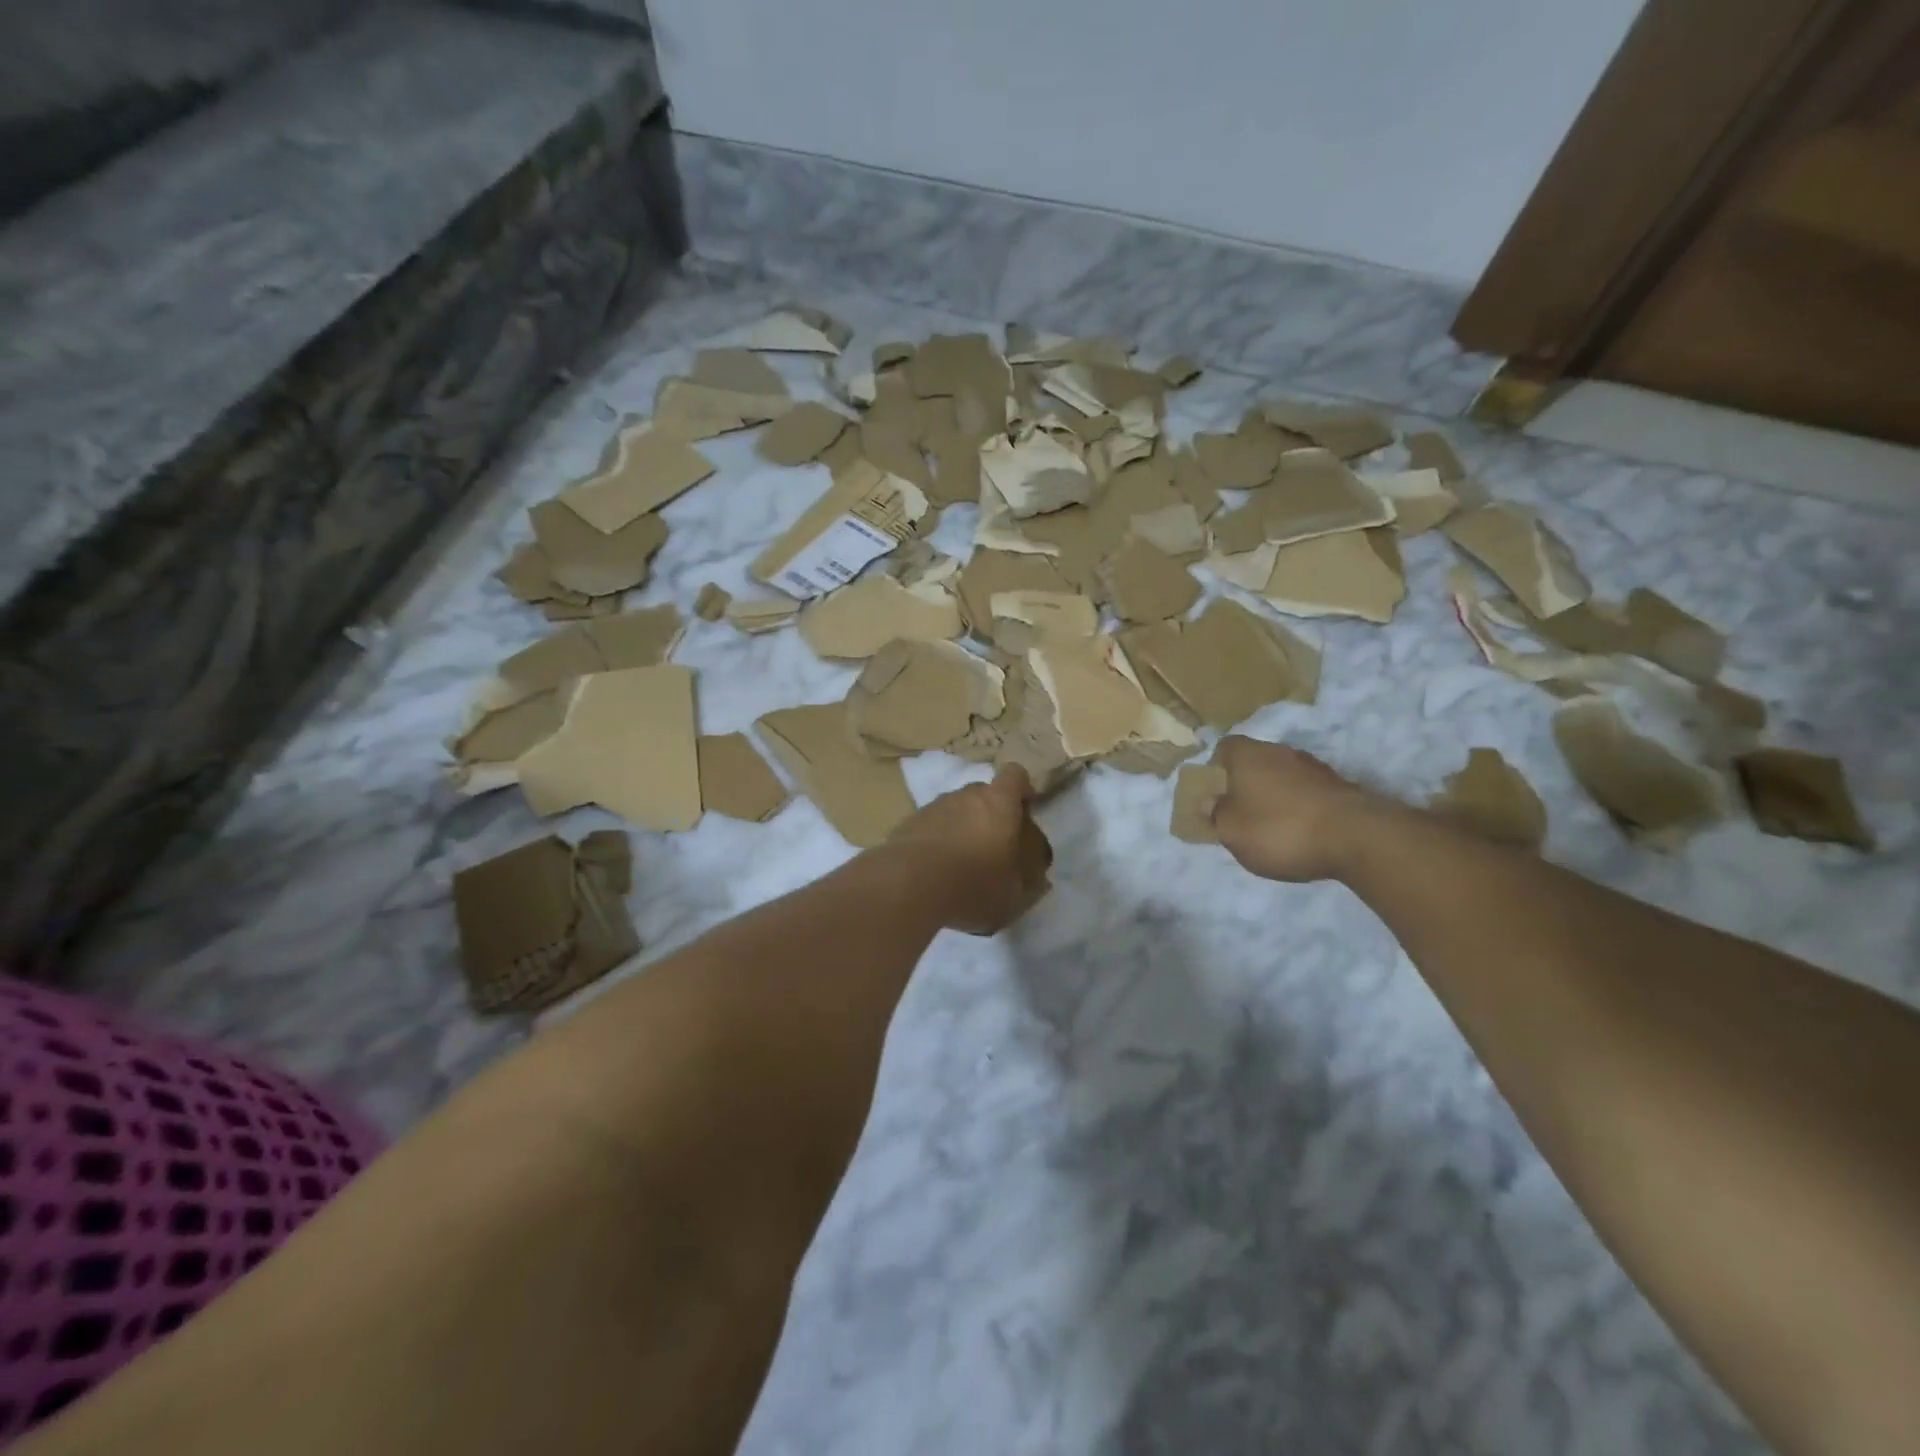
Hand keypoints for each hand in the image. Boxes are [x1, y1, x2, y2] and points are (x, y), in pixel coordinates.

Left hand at [888, 767, 1053, 934]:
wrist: (908, 885)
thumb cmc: (974, 885)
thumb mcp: (1015, 896)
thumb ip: (1030, 883)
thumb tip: (1040, 878)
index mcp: (999, 803)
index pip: (1016, 776)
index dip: (1022, 791)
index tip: (1024, 813)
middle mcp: (965, 795)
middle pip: (983, 794)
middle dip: (990, 815)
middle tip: (993, 849)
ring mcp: (933, 807)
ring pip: (954, 810)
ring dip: (961, 829)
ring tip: (960, 865)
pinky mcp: (907, 824)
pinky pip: (930, 828)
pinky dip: (936, 842)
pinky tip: (934, 872)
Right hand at [1211, 736, 1382, 882]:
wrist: (1356, 837)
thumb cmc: (1279, 829)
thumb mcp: (1231, 831)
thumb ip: (1215, 814)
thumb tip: (1209, 801)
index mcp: (1248, 754)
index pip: (1224, 748)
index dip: (1216, 769)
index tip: (1215, 794)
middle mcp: (1280, 751)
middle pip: (1255, 762)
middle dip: (1247, 784)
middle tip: (1241, 814)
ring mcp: (1314, 767)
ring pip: (1283, 777)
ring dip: (1276, 796)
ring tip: (1274, 828)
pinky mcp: (1340, 786)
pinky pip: (1308, 793)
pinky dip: (1301, 807)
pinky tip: (1302, 833)